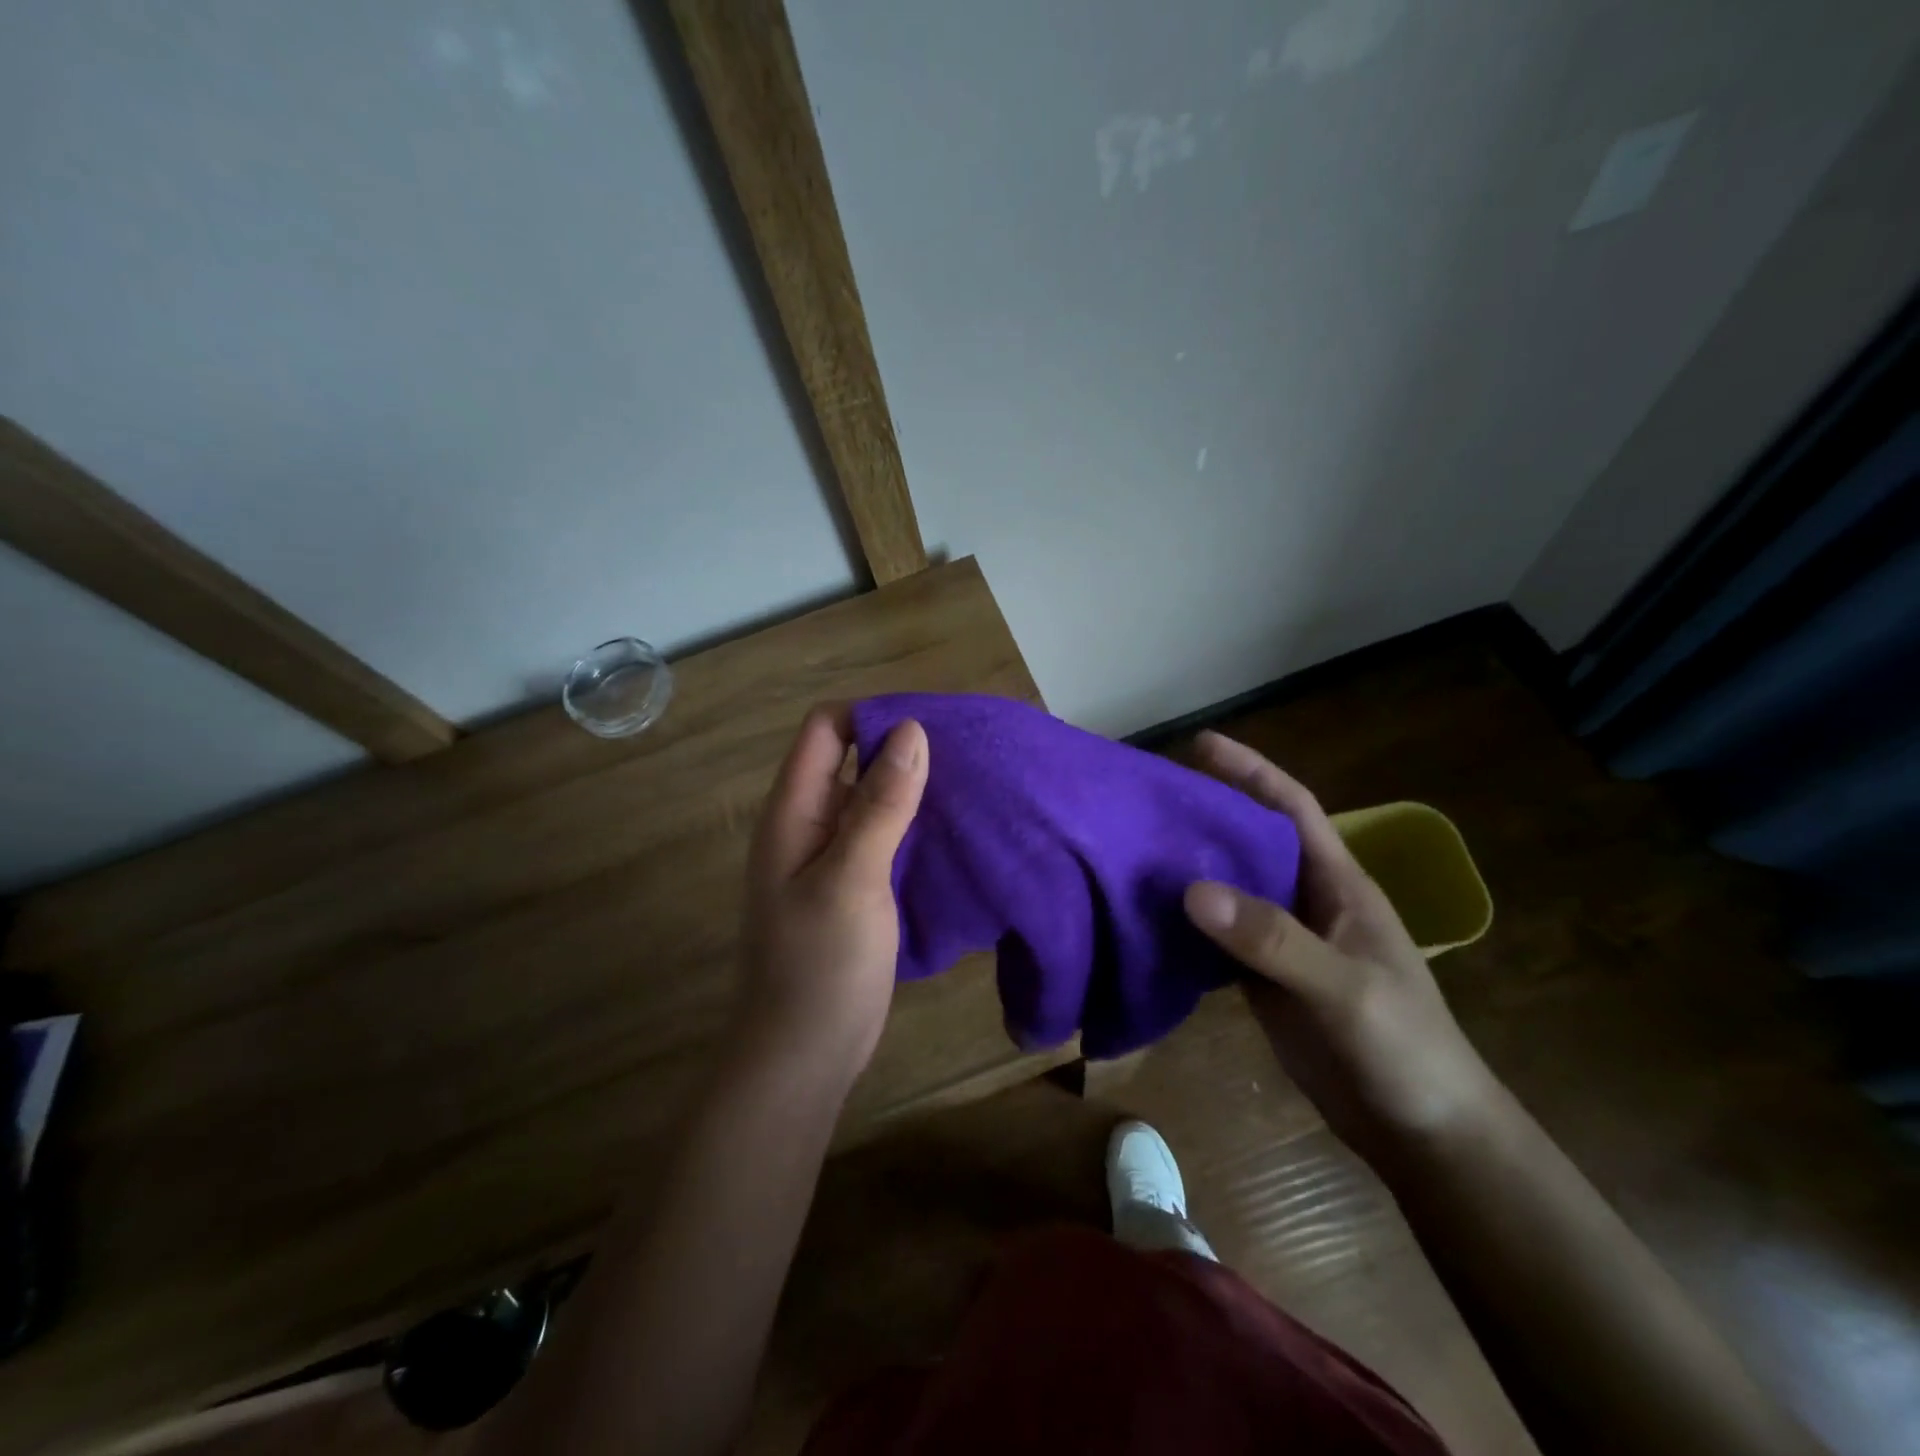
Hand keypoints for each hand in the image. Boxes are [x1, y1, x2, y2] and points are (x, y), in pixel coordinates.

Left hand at [737, 704, 927, 1080]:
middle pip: (851, 759)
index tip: (929, 726)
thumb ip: (881, 804)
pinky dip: (913, 825)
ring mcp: (831, 857)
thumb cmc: (821, 966)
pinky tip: (952, 830)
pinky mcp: (855, 887)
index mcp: (794, 811)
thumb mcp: (853, 878)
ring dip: (912, 788)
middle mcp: (809, 824)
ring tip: (968, 784)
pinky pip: (883, 836)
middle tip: (963, 753)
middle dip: (900, 749)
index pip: (826, 730)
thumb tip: (912, 729)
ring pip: (872, 799)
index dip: (872, 715)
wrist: (803, 1056)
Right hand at [1181, 731, 1501, 1159]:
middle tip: (1144, 800)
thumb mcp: (1343, 988)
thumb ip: (1272, 939)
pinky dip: (1184, 925)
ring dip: (1187, 870)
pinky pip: (1217, 938)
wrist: (1422, 1133)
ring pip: (1228, 890)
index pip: (1291, 809)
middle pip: (1248, 843)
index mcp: (1337, 884)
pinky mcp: (1262, 980)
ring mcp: (1282, 942)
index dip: (1251, 771)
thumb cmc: (1403, 1049)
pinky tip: (1146, 918)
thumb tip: (1192, 890)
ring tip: (1131, 850)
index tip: (1200, 744)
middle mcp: (1306, 902)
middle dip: (1204, 816)